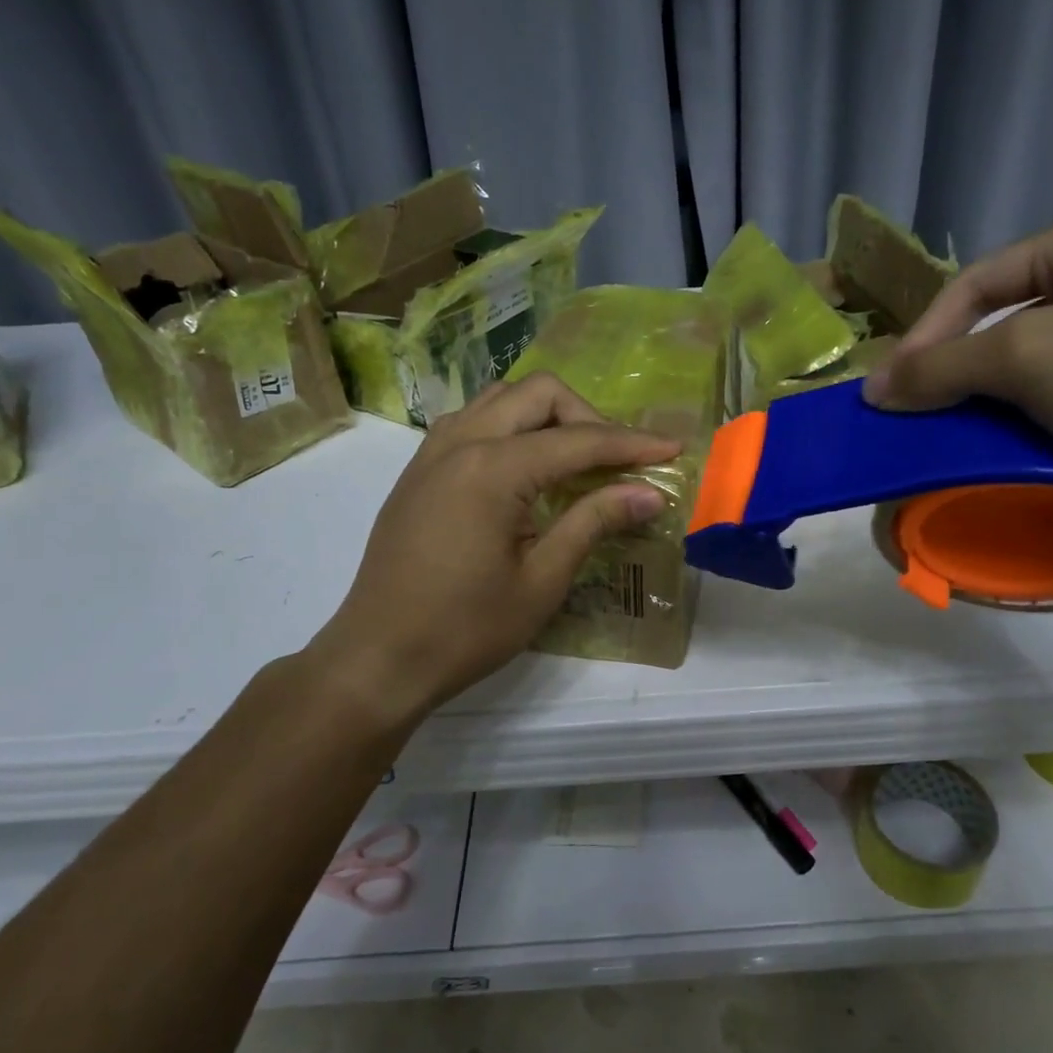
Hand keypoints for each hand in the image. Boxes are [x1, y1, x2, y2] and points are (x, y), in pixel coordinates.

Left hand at [312, 374, 679, 717]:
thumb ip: (594, 522)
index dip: (632, 444)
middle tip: (618, 462)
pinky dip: (510, 428)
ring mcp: (432, 452)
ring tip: (575, 460)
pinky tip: (525, 469)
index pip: (578, 440)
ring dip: (547, 416)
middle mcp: (460, 443)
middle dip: (589, 417)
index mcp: (492, 469)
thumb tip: (649, 493)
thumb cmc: (466, 629)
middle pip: (539, 394)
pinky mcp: (418, 470)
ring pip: (501, 399)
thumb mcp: (542, 580)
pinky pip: (472, 421)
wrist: (379, 658)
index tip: (673, 448)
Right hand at [862, 204, 1052, 492]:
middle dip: (967, 371)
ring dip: (1007, 403)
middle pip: (1016, 320)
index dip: (926, 333)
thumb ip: (943, 367)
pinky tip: (1039, 452)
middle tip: (930, 416)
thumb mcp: (1028, 356)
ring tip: (975, 441)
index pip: (979, 279)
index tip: (893, 390)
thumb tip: (874, 388)